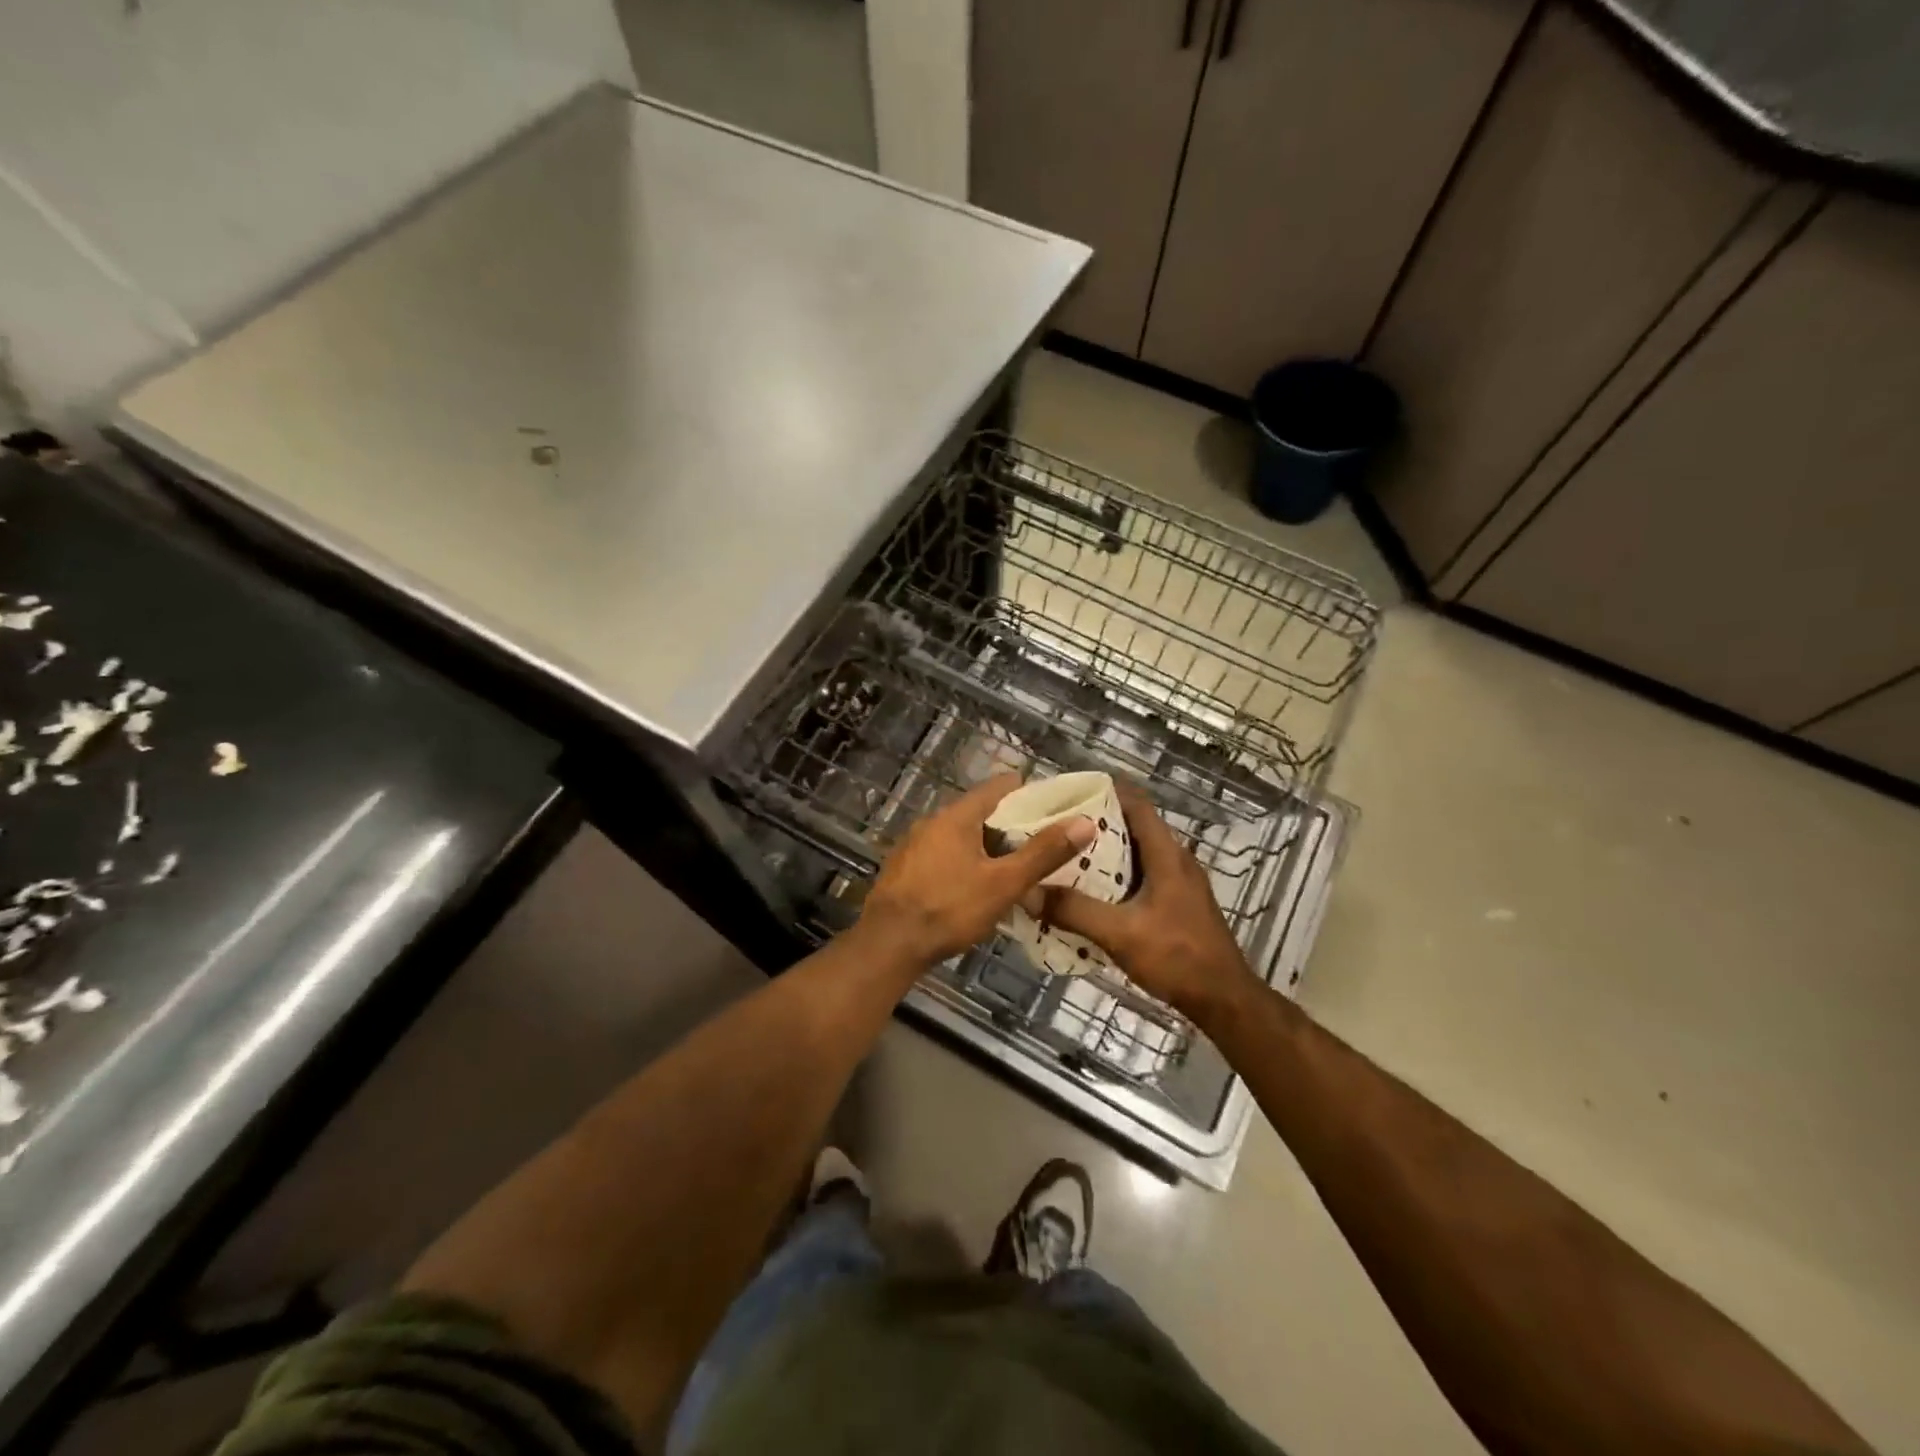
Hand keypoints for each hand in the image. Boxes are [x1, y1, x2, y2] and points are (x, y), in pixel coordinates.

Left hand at [858, 773, 1095, 967]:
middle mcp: (933, 821)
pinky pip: (943, 856)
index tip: (1055, 811)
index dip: (1030, 795)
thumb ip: (1044, 852)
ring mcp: (914, 845)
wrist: (888, 944)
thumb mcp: (1004, 883)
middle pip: (981, 812)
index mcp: (957, 815)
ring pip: (961, 837)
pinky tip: (975, 889)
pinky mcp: (904, 869)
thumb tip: (1084, 821)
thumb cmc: (949, 908)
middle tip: (1041, 847)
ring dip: (987, 848)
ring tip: (1014, 871)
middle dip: (1012, 827)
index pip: (1000, 787)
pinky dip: (964, 863)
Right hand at [1041, 779, 1260, 1027]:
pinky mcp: (1179, 904)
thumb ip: (1074, 911)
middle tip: (1058, 826)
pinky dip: (1117, 876)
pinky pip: (1143, 876)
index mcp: (1167, 855)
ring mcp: (1180, 883)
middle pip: (1134, 826)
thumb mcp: (1120, 933)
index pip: (1137, 804)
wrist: (1224, 999)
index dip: (1107, 790)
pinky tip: (1092, 892)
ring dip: (1106, 851)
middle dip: (1097, 822)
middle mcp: (1176, 860)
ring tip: (1066, 855)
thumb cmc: (1177, 957)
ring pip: (1138, 853)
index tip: (1070, 790)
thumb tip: (1027, 892)